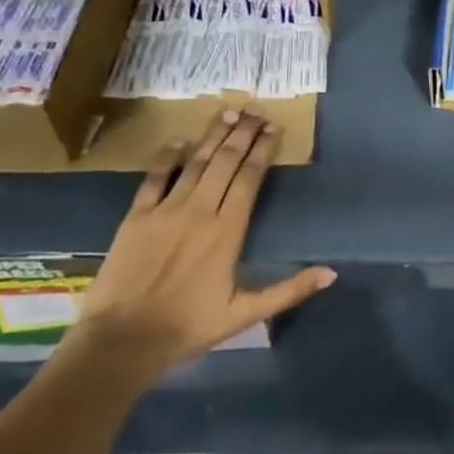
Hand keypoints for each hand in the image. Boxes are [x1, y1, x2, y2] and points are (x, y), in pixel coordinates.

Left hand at [66, 111, 335, 384]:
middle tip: (255, 110)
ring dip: (213, 135)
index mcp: (228, 230)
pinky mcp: (136, 216)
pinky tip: (178, 140)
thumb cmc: (187, 327)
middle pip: (226, 161)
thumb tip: (331, 273)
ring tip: (228, 112)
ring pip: (195, 162)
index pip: (250, 177)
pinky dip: (166, 156)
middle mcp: (200, 210)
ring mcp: (166, 210)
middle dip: (243, 133)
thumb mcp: (245, 314)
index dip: (263, 149)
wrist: (121, 342)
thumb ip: (289, 290)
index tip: (274, 128)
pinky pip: (154, 177)